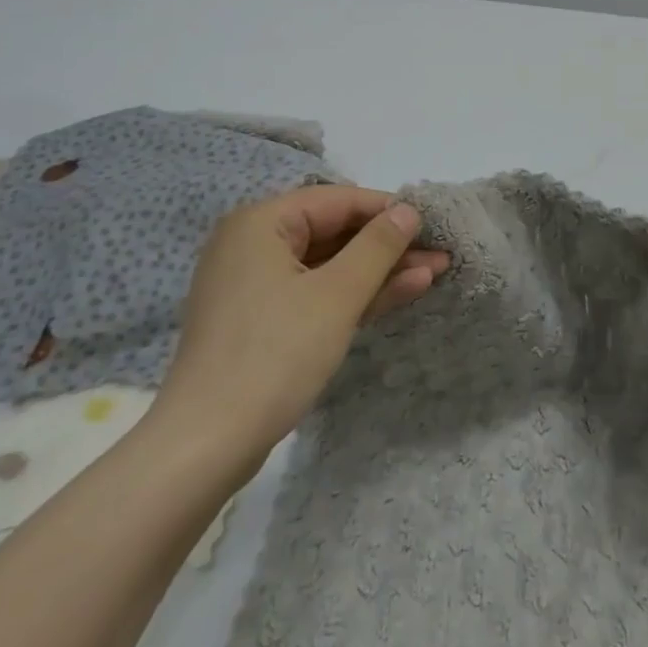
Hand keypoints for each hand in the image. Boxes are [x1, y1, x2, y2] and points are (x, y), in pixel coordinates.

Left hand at [148, 187, 448, 472]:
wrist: (206, 445)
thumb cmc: (274, 354)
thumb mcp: (337, 295)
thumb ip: (377, 247)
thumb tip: (408, 211)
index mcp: (260, 223)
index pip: (336, 201)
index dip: (387, 210)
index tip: (433, 223)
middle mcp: (253, 244)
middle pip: (333, 232)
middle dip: (388, 245)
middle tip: (440, 252)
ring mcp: (255, 285)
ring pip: (328, 266)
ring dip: (379, 271)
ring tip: (434, 272)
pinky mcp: (261, 320)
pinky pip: (314, 293)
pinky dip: (353, 294)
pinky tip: (400, 293)